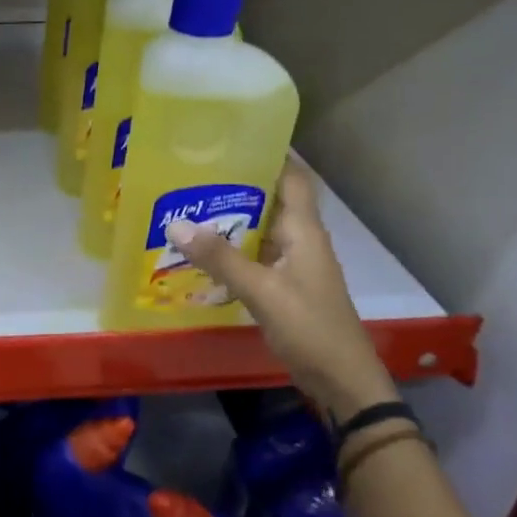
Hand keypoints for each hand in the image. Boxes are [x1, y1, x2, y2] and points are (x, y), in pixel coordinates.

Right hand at [166, 158, 399, 419]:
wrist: (341, 379)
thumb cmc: (309, 328)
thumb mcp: (262, 291)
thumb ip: (220, 258)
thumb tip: (175, 223)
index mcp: (304, 231)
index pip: (291, 178)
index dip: (270, 154)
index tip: (232, 137)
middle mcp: (300, 241)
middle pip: (269, 201)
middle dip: (235, 186)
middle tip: (191, 173)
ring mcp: (291, 265)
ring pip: (258, 230)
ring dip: (228, 220)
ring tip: (186, 206)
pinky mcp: (282, 287)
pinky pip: (253, 257)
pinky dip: (229, 251)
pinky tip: (199, 254)